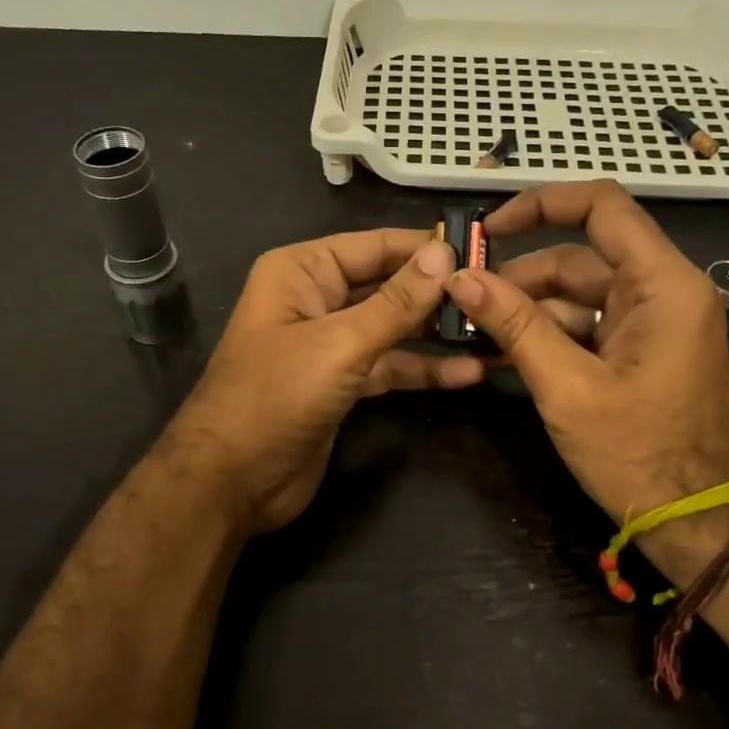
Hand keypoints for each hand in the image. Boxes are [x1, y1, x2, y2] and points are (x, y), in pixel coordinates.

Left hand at [165, 230, 480, 531]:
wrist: (231, 481)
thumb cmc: (276, 397)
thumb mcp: (340, 344)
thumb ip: (396, 302)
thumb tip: (444, 254)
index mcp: (302, 272)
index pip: (375, 246)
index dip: (426, 248)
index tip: (483, 251)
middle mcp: (315, 299)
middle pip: (387, 285)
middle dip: (437, 292)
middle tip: (497, 292)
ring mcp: (329, 344)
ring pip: (392, 328)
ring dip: (436, 333)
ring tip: (493, 331)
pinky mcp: (341, 384)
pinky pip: (388, 366)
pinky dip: (422, 370)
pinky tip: (467, 373)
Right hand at [445, 181, 728, 585]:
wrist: (700, 524)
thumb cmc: (640, 456)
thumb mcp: (568, 388)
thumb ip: (514, 325)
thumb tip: (460, 277)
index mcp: (663, 284)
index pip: (601, 206)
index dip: (540, 204)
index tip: (488, 230)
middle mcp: (663, 290)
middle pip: (579, 258)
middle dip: (519, 278)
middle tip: (461, 302)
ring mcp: (653, 322)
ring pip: (577, 295)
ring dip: (526, 312)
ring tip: (472, 335)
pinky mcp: (641, 350)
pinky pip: (587, 326)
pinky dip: (547, 336)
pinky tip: (500, 356)